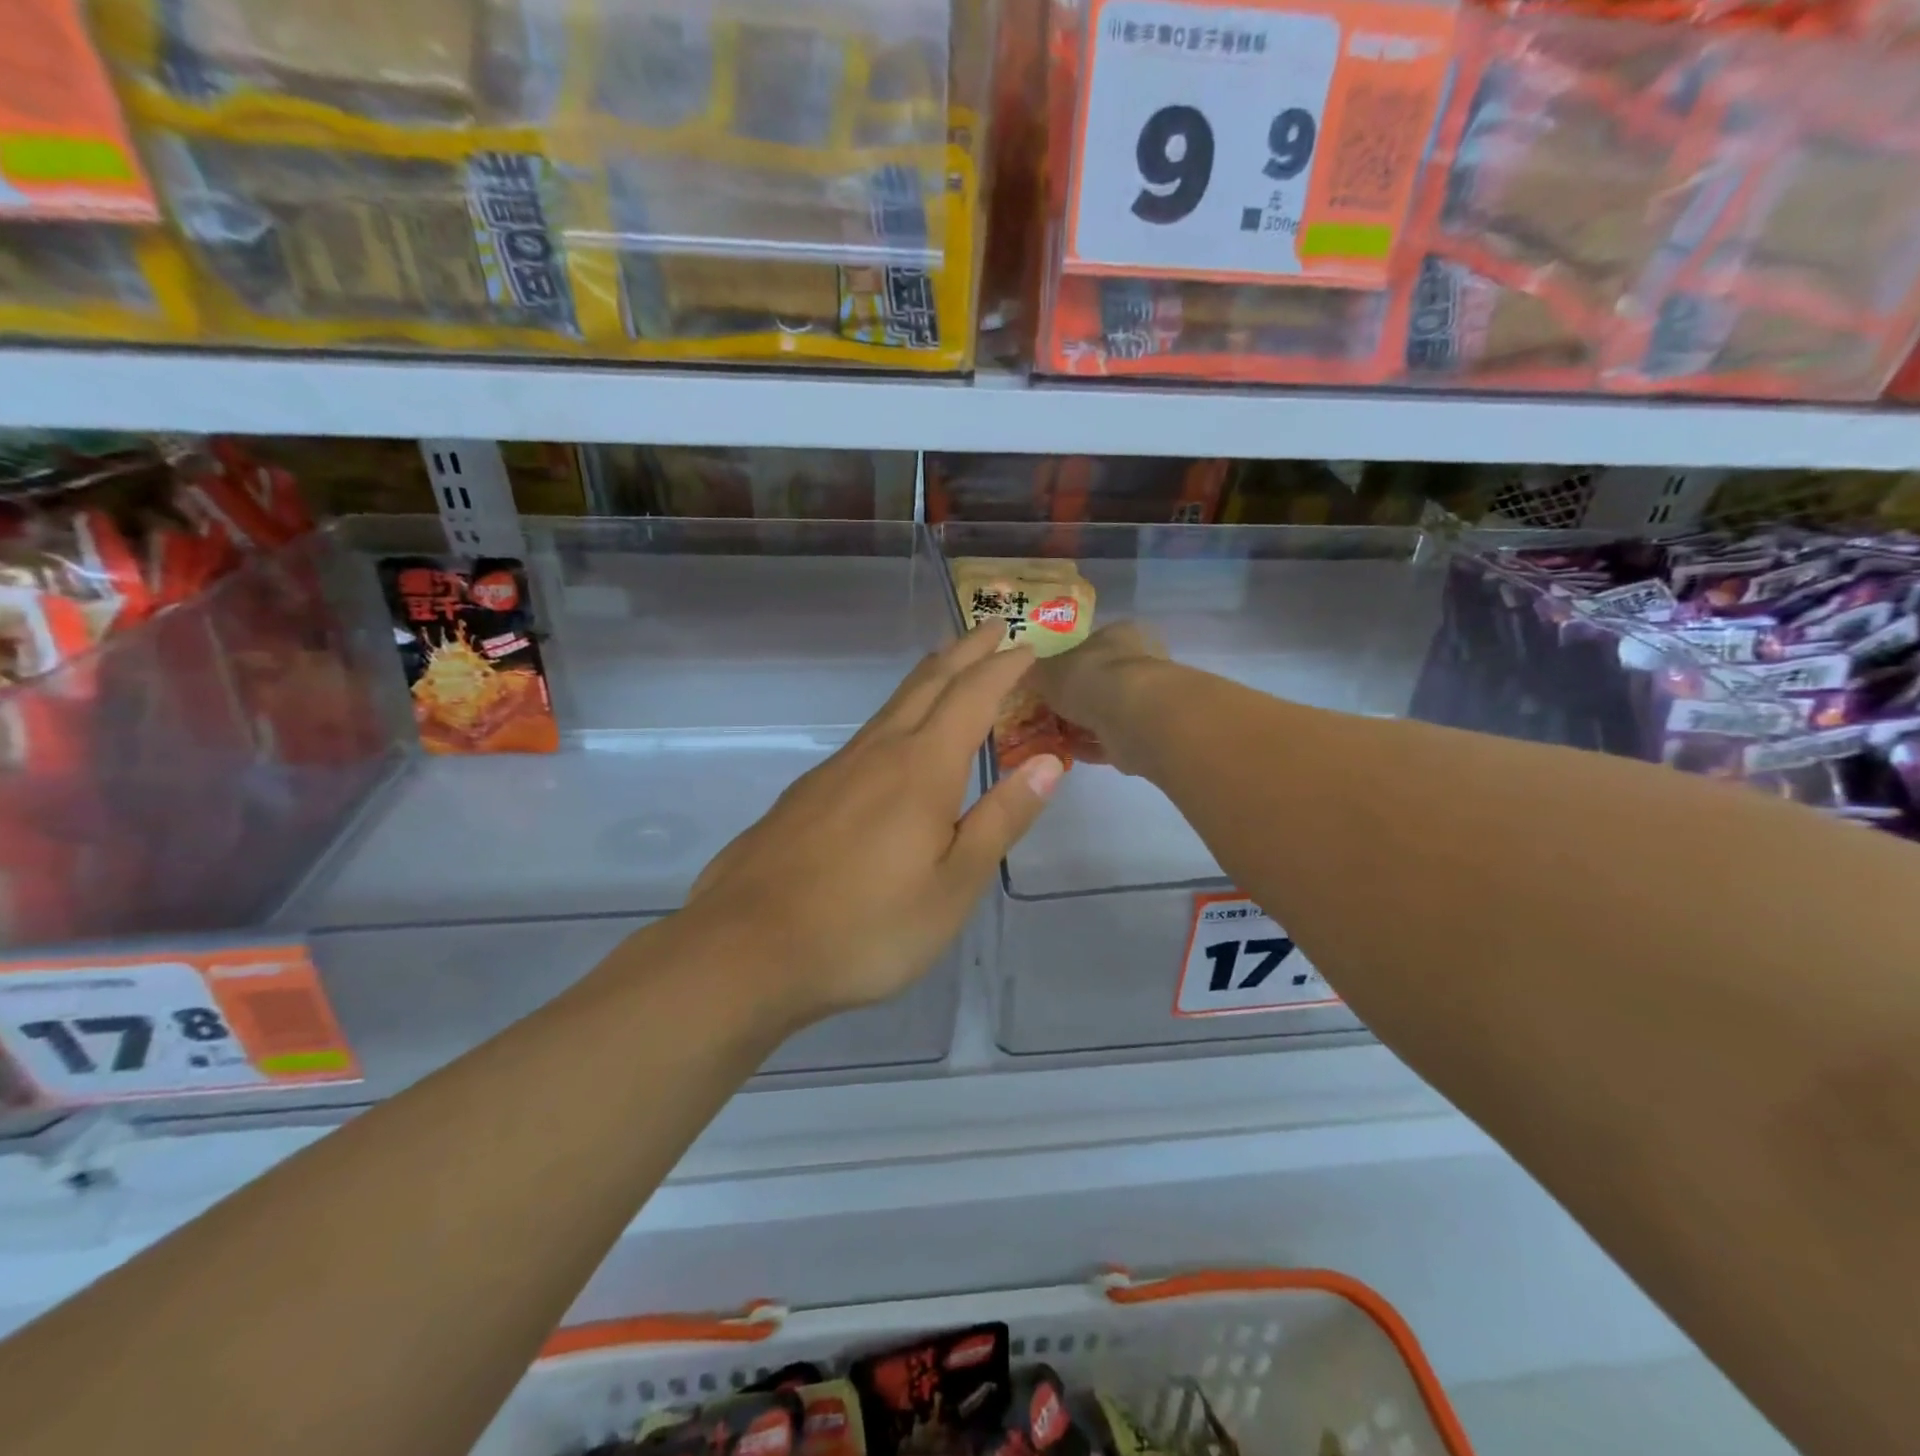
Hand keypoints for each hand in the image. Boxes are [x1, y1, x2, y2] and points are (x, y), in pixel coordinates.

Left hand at [680, 623, 1064, 1022]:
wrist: (747, 949)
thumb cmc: (867, 927)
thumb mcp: (953, 885)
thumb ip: (1001, 819)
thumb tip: (1048, 762)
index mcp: (922, 769)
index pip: (972, 697)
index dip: (1003, 667)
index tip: (1028, 645)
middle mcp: (878, 752)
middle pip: (928, 683)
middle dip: (965, 651)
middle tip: (993, 627)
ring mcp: (835, 769)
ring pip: (892, 705)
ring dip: (929, 677)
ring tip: (950, 664)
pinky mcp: (806, 793)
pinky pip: (866, 734)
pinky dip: (897, 713)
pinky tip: (894, 738)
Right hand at [1029, 621, 1170, 774]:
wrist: (1133, 718)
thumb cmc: (1090, 679)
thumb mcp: (1046, 671)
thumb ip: (1033, 673)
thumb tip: (1020, 675)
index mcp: (1117, 635)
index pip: (1089, 642)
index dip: (1064, 660)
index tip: (1044, 680)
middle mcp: (1136, 662)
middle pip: (1098, 679)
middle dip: (1073, 696)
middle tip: (1043, 711)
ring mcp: (1143, 699)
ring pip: (1104, 711)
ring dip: (1080, 724)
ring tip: (1049, 735)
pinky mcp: (1144, 733)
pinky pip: (1110, 739)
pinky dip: (1089, 746)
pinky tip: (1065, 753)